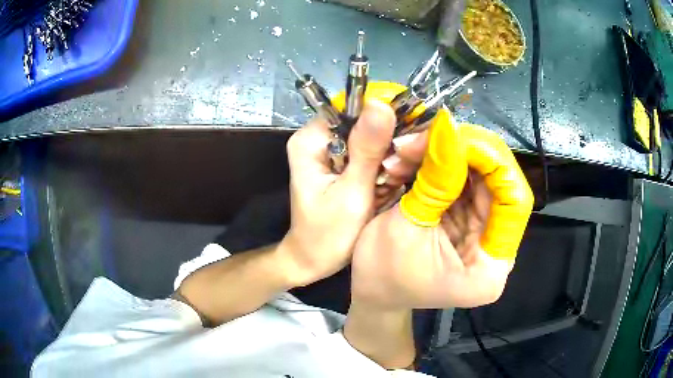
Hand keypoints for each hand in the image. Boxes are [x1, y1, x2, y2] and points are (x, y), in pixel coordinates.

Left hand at [280, 100, 395, 286]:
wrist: (312, 260)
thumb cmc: (328, 234)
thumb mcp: (351, 193)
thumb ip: (367, 150)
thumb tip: (381, 104)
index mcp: (310, 140)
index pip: (351, 106)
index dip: (382, 114)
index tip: (408, 132)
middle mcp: (317, 138)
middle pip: (361, 121)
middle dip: (386, 141)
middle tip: (395, 170)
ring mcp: (328, 151)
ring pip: (368, 137)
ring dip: (385, 156)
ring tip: (388, 183)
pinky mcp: (338, 164)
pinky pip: (366, 153)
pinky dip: (380, 166)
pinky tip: (384, 185)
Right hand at [351, 113, 533, 308]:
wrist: (371, 289)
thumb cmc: (380, 273)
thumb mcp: (406, 226)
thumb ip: (435, 180)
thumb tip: (448, 128)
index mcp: (488, 270)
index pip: (513, 203)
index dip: (492, 163)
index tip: (455, 136)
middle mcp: (495, 250)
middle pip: (500, 185)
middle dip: (465, 152)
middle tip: (428, 134)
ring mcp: (484, 233)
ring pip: (482, 177)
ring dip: (449, 155)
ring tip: (411, 147)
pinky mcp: (470, 221)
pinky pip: (466, 182)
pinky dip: (442, 165)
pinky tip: (416, 157)